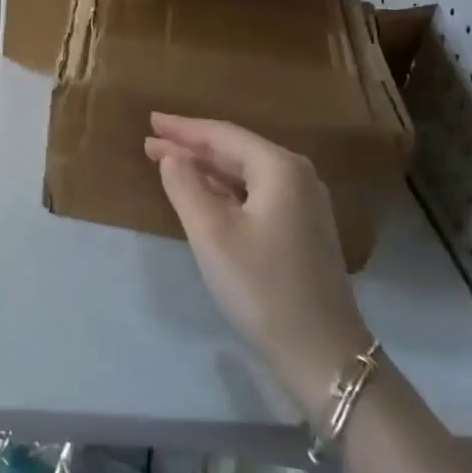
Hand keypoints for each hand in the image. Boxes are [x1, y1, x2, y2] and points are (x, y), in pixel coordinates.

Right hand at [144, 114, 368, 413]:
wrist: (321, 352)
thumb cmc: (261, 286)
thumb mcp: (212, 233)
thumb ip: (186, 186)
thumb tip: (171, 156)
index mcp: (280, 168)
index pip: (223, 135)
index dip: (184, 128)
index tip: (151, 120)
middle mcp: (297, 177)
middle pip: (236, 150)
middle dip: (192, 145)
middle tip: (151, 140)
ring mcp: (303, 205)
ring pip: (245, 173)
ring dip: (205, 167)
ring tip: (167, 161)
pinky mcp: (301, 230)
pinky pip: (254, 194)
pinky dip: (223, 189)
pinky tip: (202, 192)